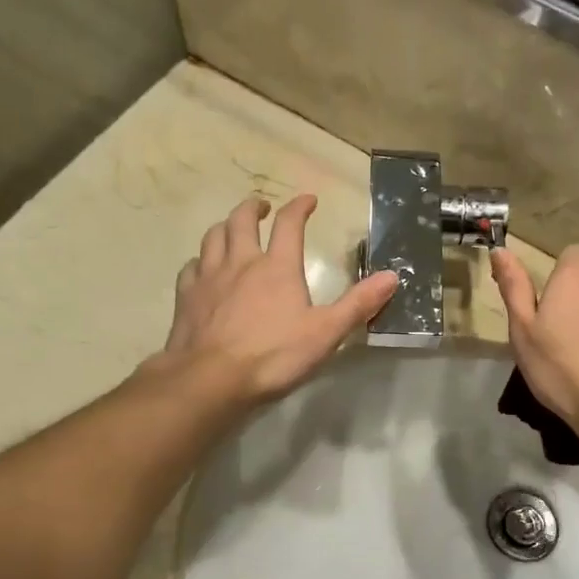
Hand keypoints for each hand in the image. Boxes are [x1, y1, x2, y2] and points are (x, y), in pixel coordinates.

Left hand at [152, 194, 396, 403]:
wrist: (210, 379)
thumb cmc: (273, 356)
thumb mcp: (326, 333)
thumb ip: (358, 304)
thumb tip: (392, 275)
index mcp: (277, 267)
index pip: (289, 224)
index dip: (300, 206)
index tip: (308, 200)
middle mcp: (241, 262)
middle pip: (242, 220)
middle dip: (254, 208)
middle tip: (262, 207)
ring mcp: (209, 278)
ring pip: (213, 237)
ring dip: (225, 226)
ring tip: (232, 228)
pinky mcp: (186, 298)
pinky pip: (191, 267)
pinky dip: (200, 261)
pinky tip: (202, 268)